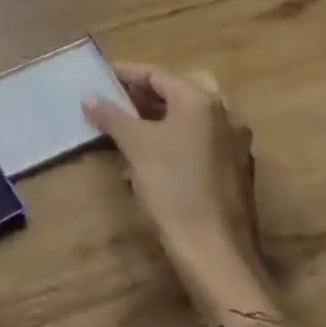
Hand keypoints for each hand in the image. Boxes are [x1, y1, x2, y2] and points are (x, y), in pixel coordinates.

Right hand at [82, 66, 289, 326]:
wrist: (215, 252)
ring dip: (163, 116)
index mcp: (201, 101)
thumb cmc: (173, 187)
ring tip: (129, 128)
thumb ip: (111, 116)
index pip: (157, 74)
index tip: (99, 77)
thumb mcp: (134, 146)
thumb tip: (89, 97)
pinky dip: (177, 139)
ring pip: (194, 116)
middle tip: (120, 100)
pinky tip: (152, 158)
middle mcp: (225, 115)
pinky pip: (201, 140)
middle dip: (150, 92)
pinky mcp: (236, 172)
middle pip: (182, 89)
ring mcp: (235, 145)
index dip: (125, 73)